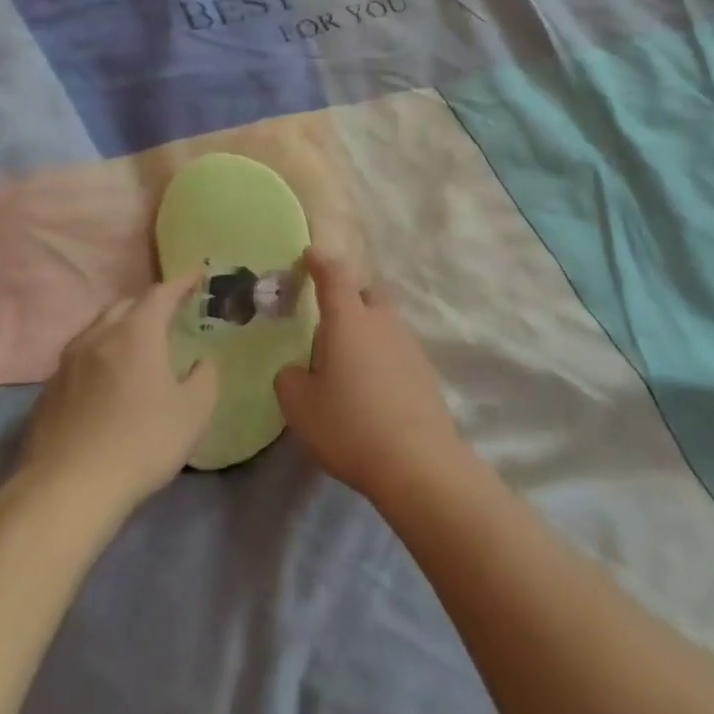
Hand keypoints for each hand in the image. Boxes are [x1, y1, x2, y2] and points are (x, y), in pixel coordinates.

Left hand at [15, 274, 219, 517]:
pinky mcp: (48, 392)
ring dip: (120, 328)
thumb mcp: (194, 410)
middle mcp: (98, 337)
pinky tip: (107, 382)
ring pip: (97, 330)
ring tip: (137, 345)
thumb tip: (202, 362)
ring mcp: (67, 364)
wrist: (67, 490)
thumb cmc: (142, 442)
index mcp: (137, 333)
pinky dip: (100, 356)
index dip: (181, 283)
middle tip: (169, 315)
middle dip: (149, 304)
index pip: (161, 293)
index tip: (197, 276)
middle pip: (125, 306)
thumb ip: (206, 377)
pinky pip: (79, 359)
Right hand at [275, 249, 466, 501]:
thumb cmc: (349, 425)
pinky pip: (396, 348)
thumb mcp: (300, 406)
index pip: (334, 275)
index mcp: (349, 320)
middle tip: (328, 321)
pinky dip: (381, 356)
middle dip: (349, 296)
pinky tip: (370, 387)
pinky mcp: (424, 369)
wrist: (416, 460)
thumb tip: (297, 370)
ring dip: (365, 330)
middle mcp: (382, 322)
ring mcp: (408, 344)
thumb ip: (290, 378)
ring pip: (383, 322)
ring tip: (346, 364)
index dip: (320, 262)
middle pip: (367, 292)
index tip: (309, 254)